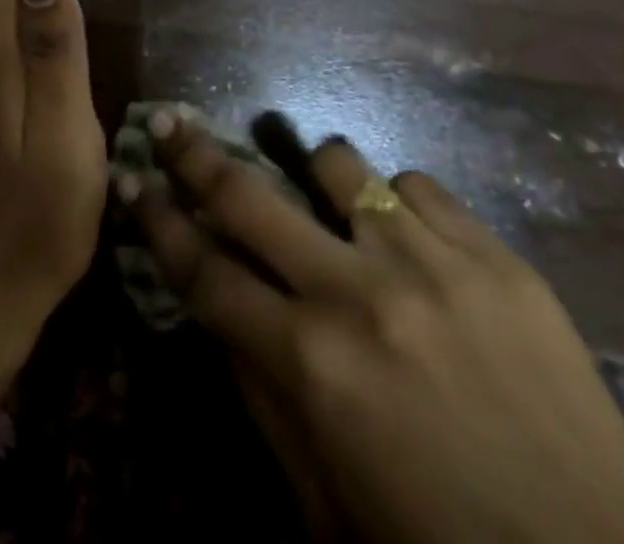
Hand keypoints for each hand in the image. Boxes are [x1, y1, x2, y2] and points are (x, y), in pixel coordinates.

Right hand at [121, 115, 623, 543]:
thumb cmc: (437, 543)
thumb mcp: (322, 500)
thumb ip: (258, 396)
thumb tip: (216, 310)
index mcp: (310, 365)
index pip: (203, 270)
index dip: (156, 221)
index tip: (130, 178)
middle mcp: (357, 294)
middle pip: (248, 196)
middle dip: (195, 154)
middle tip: (170, 123)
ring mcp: (429, 263)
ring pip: (336, 164)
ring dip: (312, 173)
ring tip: (320, 193)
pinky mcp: (493, 254)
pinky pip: (416, 184)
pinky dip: (396, 202)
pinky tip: (408, 237)